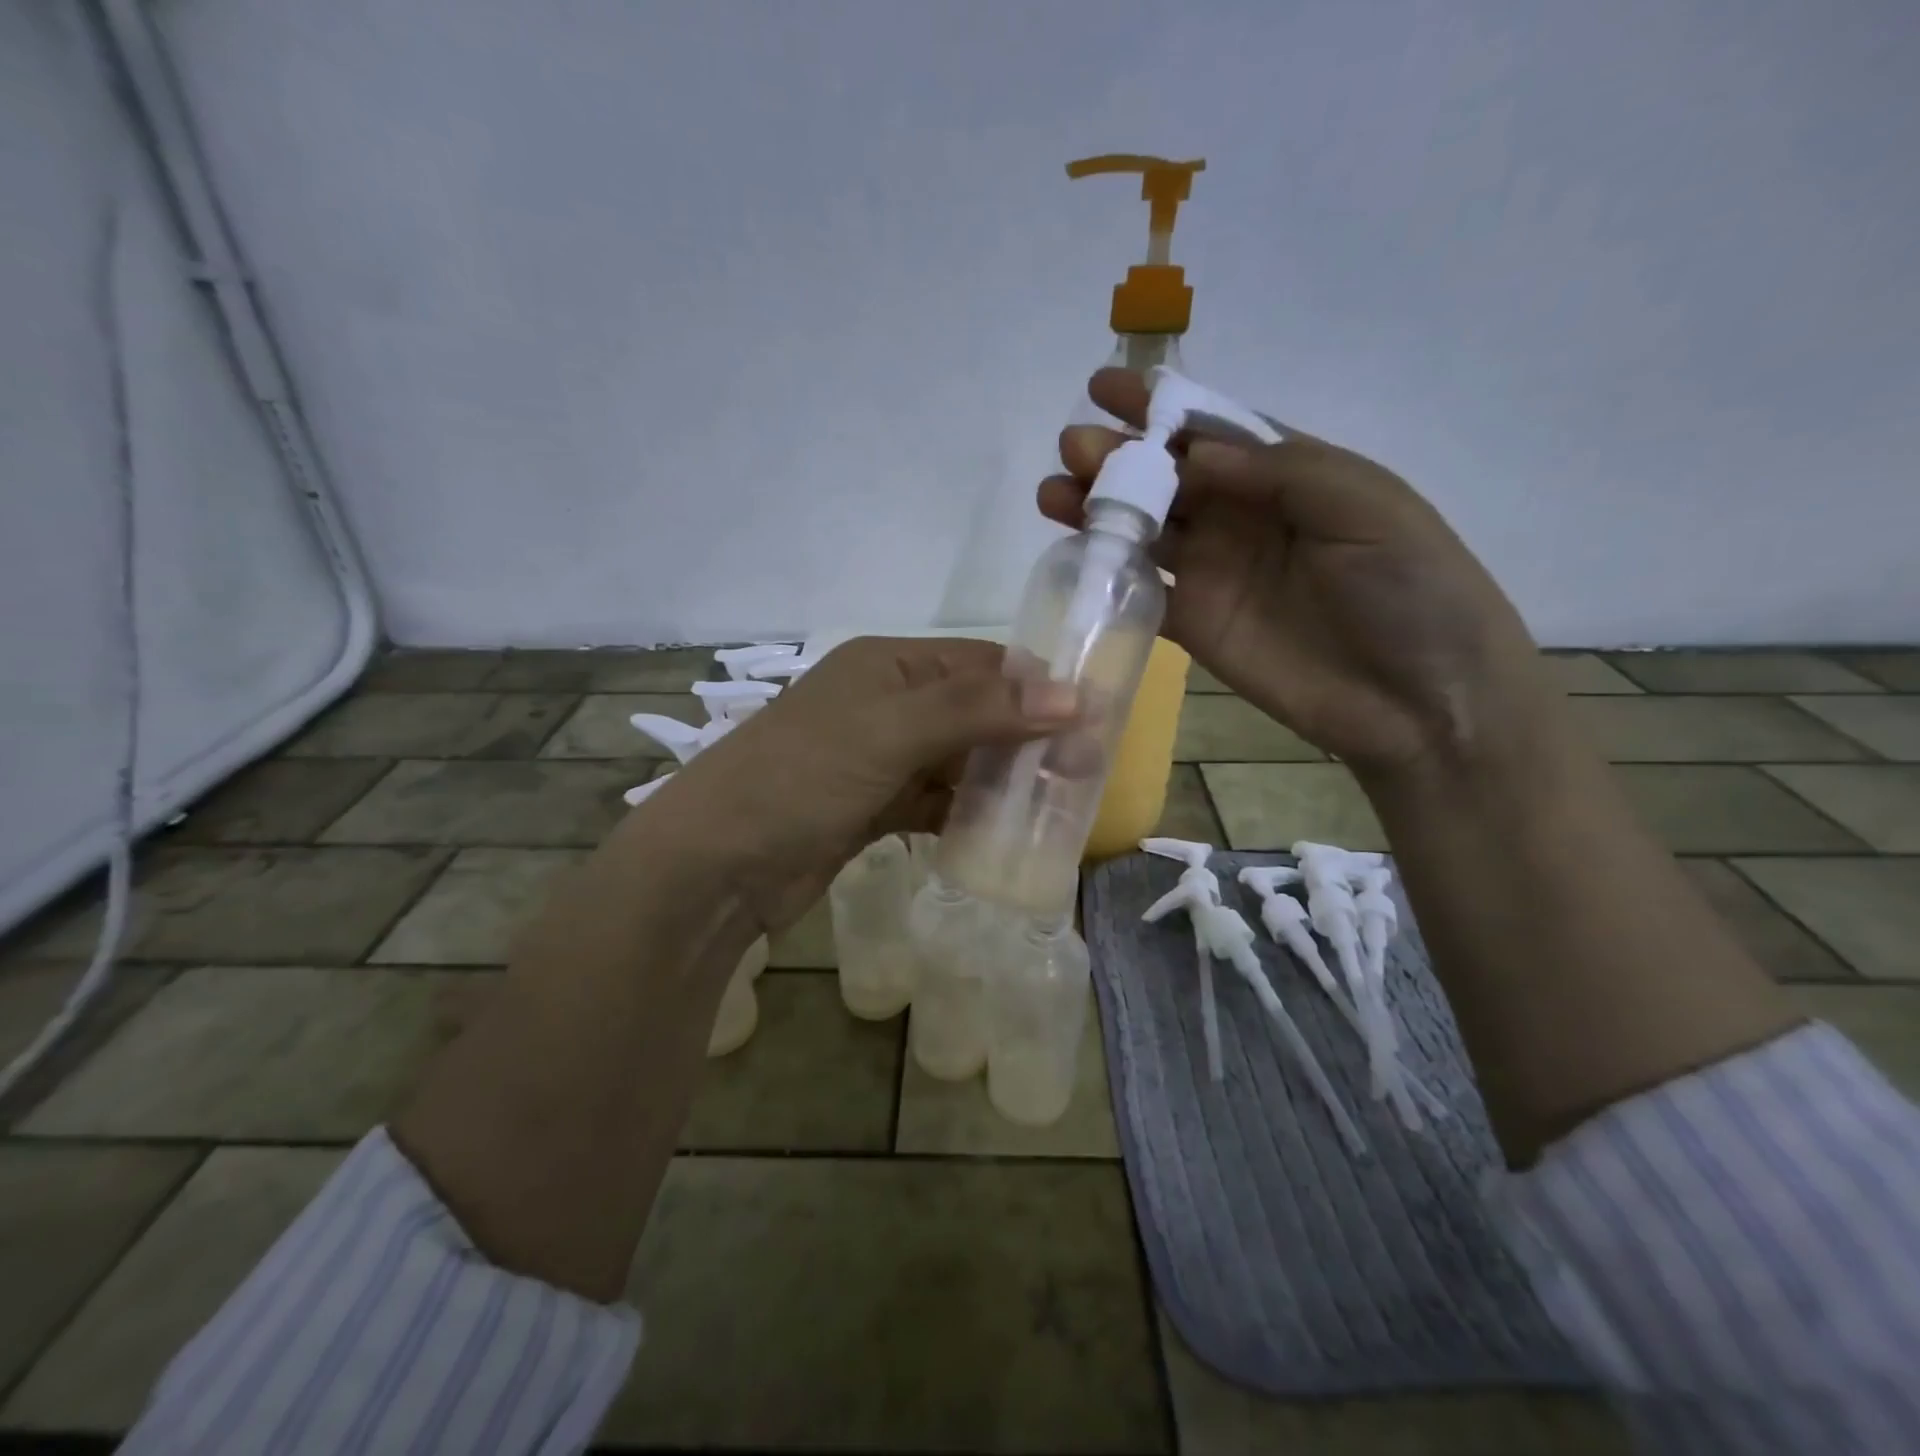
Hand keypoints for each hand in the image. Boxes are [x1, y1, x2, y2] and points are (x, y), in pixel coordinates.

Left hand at [646, 637, 1075, 932]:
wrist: (717, 864)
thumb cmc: (804, 776)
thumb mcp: (893, 730)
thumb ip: (979, 710)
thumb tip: (1073, 696)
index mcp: (890, 665)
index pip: (981, 664)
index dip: (1037, 687)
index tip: (1094, 719)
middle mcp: (888, 704)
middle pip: (975, 712)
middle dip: (1026, 738)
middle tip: (1085, 770)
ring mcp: (879, 759)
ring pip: (959, 761)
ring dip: (1001, 780)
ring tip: (1060, 804)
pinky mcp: (872, 808)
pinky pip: (935, 802)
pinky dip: (967, 814)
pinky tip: (1004, 832)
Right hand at [1040, 368, 1554, 779]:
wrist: (1418, 698)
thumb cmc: (1409, 588)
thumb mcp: (1363, 505)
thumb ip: (1278, 471)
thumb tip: (1192, 454)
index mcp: (1286, 473)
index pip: (1210, 429)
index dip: (1159, 407)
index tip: (1105, 388)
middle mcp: (1242, 515)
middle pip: (1166, 477)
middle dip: (1117, 457)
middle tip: (1073, 448)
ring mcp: (1214, 571)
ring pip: (1144, 529)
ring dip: (1099, 509)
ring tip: (1054, 494)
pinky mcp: (1194, 623)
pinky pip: (1141, 589)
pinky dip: (1107, 570)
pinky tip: (1075, 552)